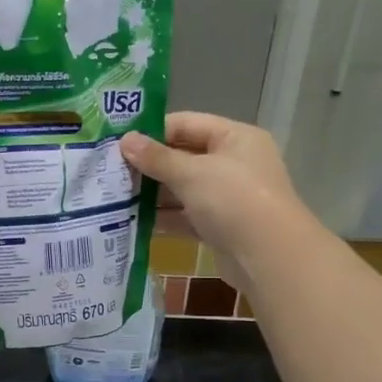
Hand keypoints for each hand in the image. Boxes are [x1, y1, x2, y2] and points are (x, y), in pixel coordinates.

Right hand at [121, 113, 310, 293]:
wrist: (269, 257)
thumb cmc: (233, 200)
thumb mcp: (191, 173)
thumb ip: (156, 158)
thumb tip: (125, 140)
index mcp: (235, 137)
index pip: (187, 124)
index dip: (153, 131)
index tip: (119, 142)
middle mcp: (234, 163)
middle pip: (184, 156)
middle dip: (150, 165)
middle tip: (111, 171)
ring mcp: (228, 197)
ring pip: (184, 189)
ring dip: (154, 194)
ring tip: (116, 196)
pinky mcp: (221, 226)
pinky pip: (187, 216)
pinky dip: (165, 218)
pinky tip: (135, 221)